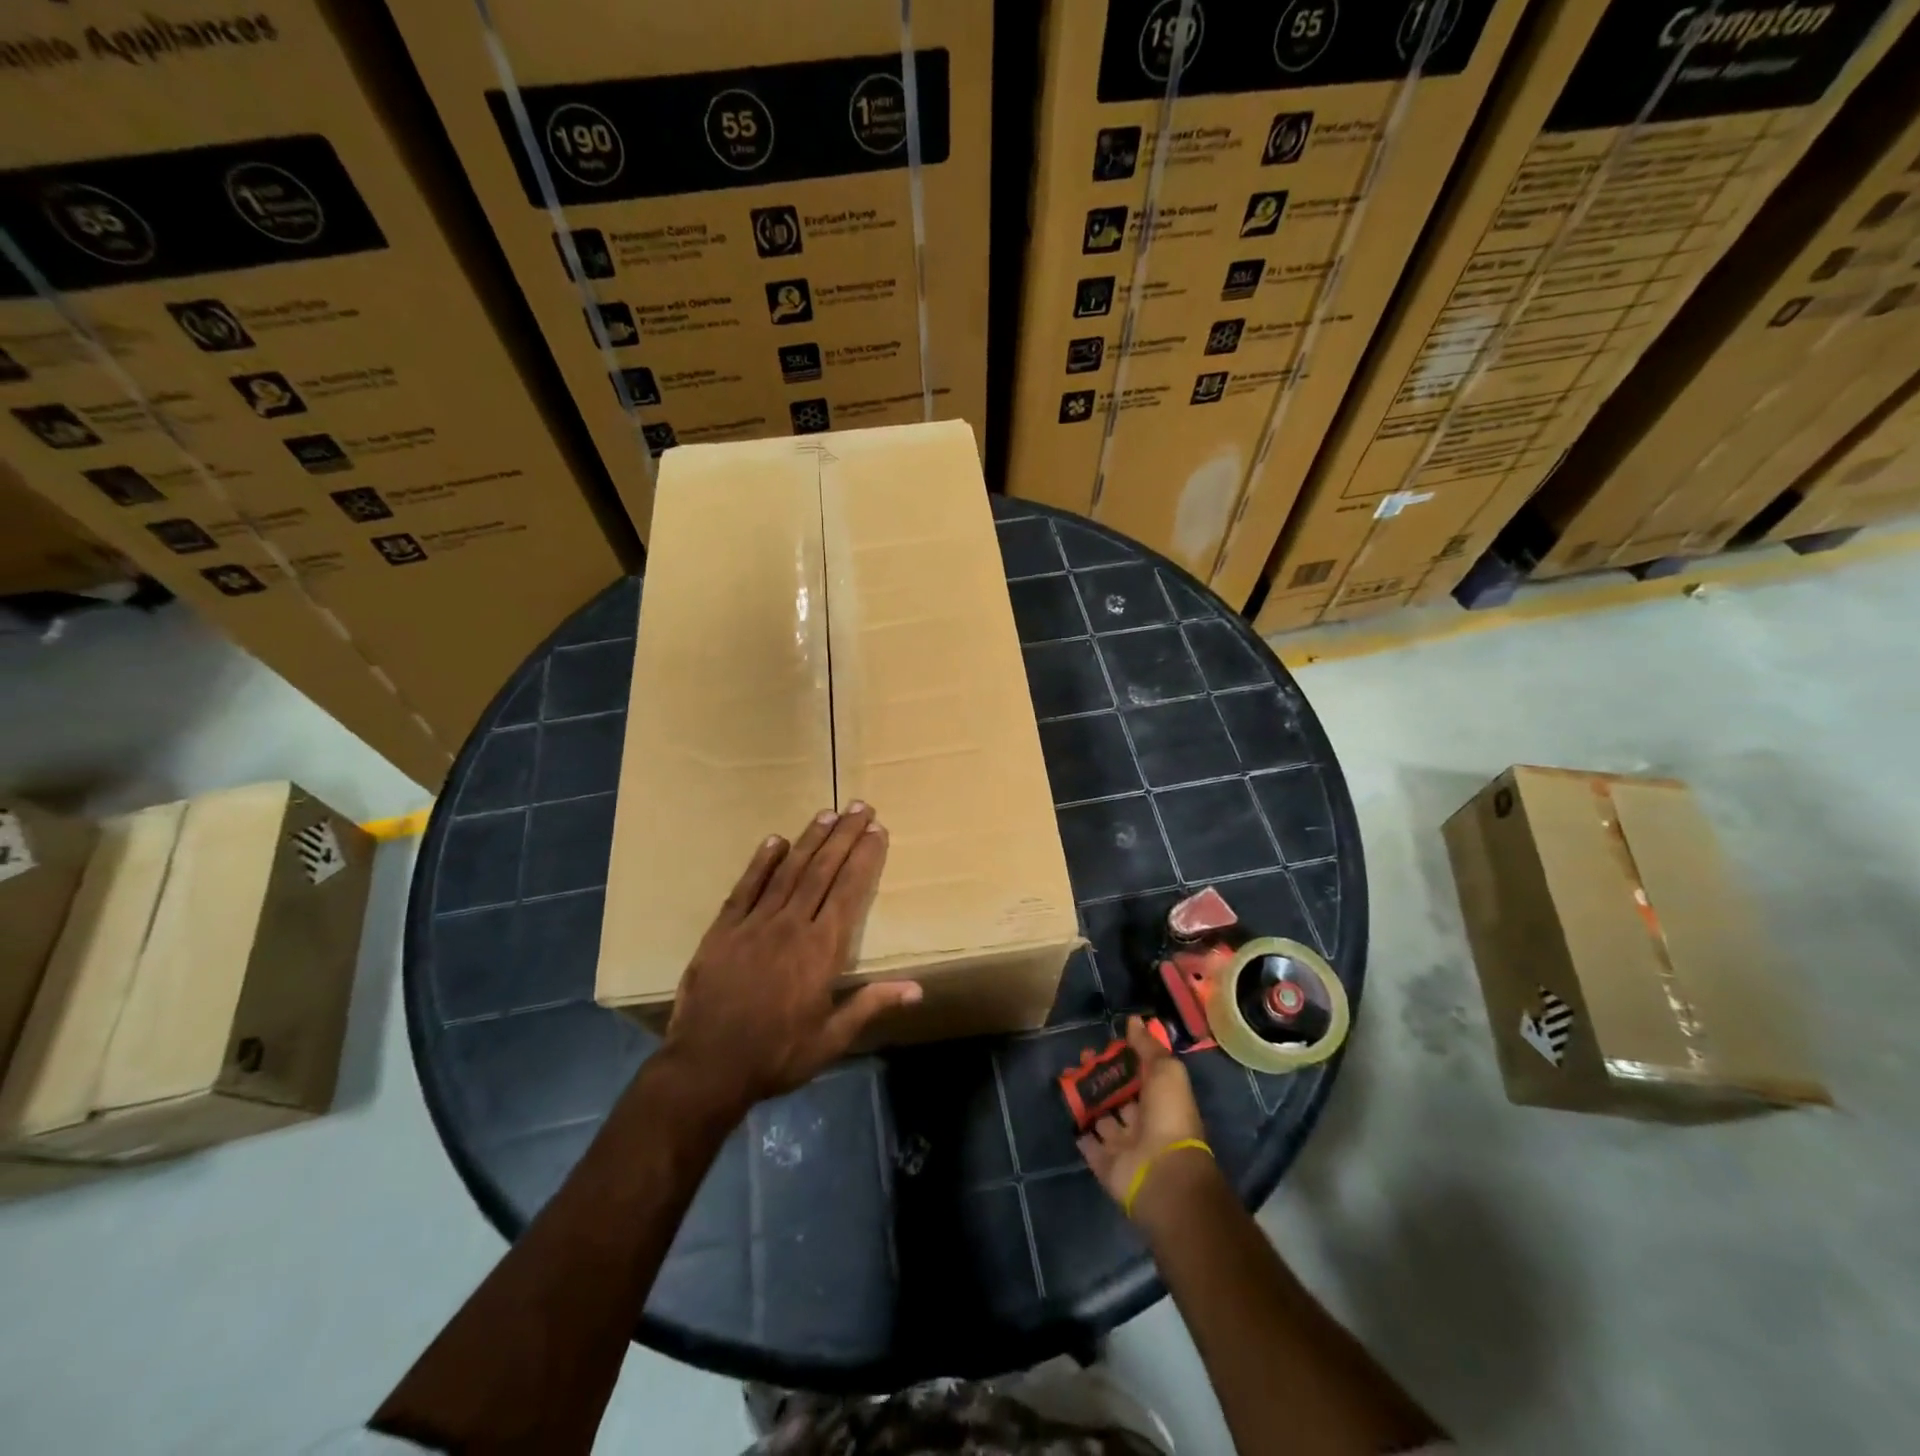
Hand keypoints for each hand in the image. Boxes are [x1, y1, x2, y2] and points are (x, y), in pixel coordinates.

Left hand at [662, 804, 921, 1114]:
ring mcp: (755, 924)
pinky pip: (746, 887)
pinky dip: (761, 862)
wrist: (706, 1067)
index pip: (850, 891)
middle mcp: (792, 926)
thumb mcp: (831, 1039)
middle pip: (823, 871)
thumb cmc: (777, 1055)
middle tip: (861, 807)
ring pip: (788, 871)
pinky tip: (774, 840)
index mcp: (822, 950)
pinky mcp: (723, 930)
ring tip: (828, 813)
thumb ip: (871, 1005)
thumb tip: (917, 989)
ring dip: (810, 840)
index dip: (865, 858)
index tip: (878, 831)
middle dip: (844, 836)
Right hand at [1077, 1017, 1210, 1221]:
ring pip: (1100, 1115)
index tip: (1104, 1042)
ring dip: (1086, 1097)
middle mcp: (1142, 1121)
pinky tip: (1066, 1107)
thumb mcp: (1166, 1071)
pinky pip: (1088, 1143)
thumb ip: (1148, 1047)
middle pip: (1118, 1094)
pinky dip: (1079, 1128)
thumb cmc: (1168, 1116)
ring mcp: (1122, 1144)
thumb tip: (1134, 1020)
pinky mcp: (1104, 1163)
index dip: (1123, 1058)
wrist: (1162, 1173)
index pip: (1139, 1074)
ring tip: (1067, 1074)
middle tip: (1081, 1056)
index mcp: (1160, 1100)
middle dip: (1101, 1075)